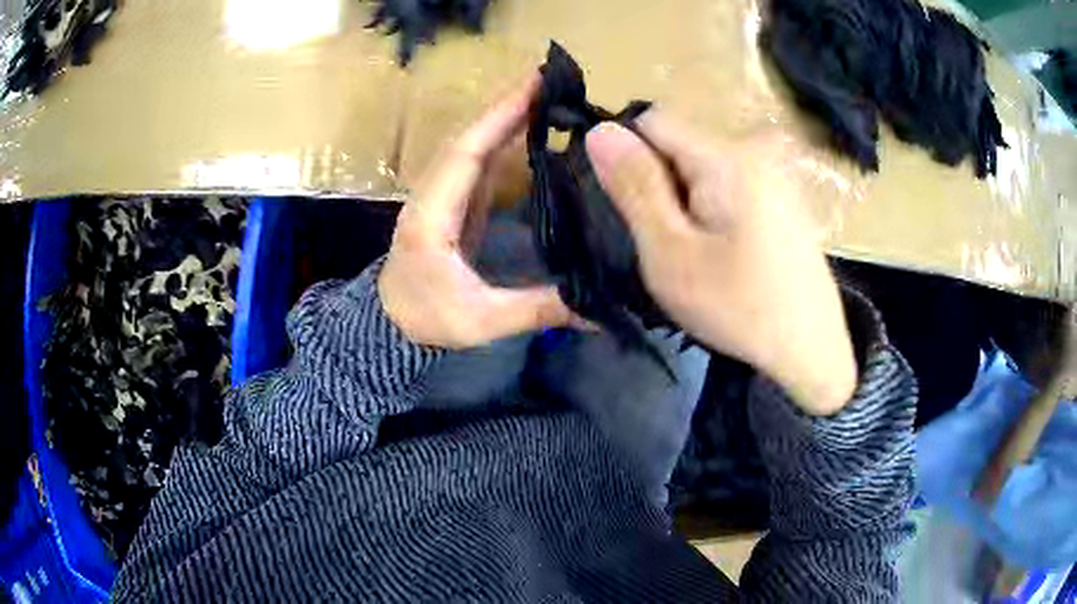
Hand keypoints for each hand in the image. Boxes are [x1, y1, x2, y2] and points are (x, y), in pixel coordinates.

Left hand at [379, 75, 575, 348]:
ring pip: (472, 143)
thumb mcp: (481, 321)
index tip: (533, 88)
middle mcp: (433, 193)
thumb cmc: (427, 319)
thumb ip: (537, 310)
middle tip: (550, 81)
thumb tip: (597, 307)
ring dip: (503, 116)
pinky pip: (476, 159)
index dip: (498, 119)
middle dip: (506, 106)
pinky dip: (500, 137)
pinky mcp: (452, 200)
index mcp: (432, 215)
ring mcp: (441, 193)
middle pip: (469, 138)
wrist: (391, 322)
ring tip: (544, 95)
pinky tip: (526, 128)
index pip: (465, 154)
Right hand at [585, 113, 856, 415]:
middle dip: (661, 186)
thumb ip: (635, 187)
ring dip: (686, 203)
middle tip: (671, 246)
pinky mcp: (782, 198)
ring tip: (699, 255)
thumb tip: (599, 129)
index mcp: (725, 157)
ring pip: (702, 169)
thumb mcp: (671, 253)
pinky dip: (713, 212)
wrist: (811, 350)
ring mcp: (774, 174)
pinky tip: (727, 254)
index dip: (631, 160)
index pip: (652, 123)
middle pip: (679, 146)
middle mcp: (753, 151)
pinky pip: (729, 187)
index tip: (639, 212)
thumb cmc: (739, 307)